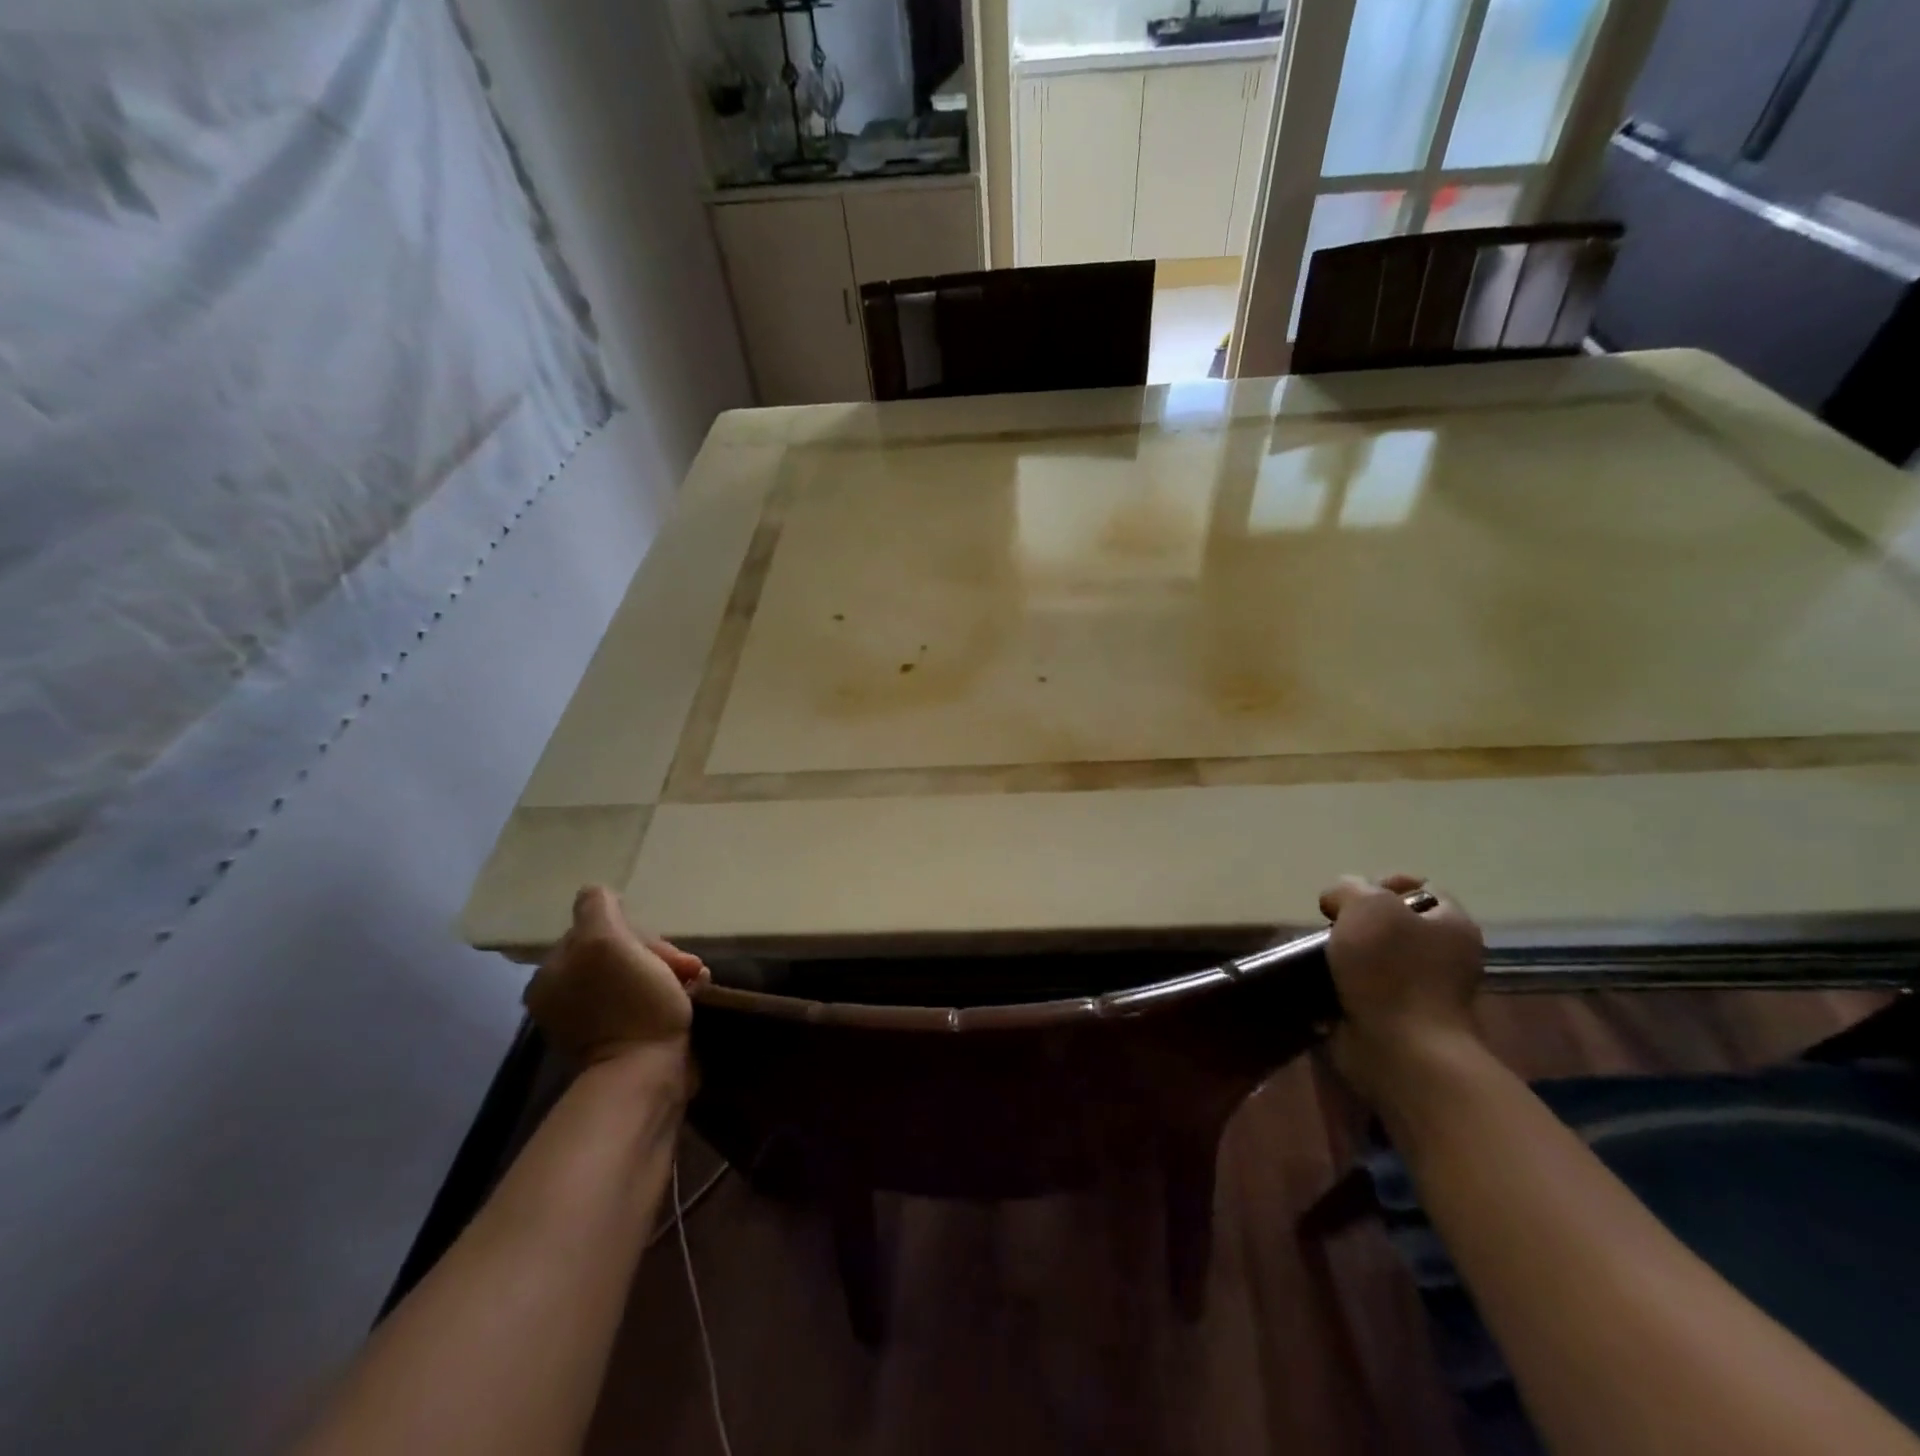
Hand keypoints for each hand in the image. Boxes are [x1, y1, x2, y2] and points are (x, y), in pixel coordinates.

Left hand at [522, 887, 708, 1069]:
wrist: (648, 1075)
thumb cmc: (630, 1004)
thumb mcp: (607, 942)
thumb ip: (597, 909)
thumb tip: (596, 892)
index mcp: (552, 976)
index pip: (595, 930)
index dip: (631, 931)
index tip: (657, 947)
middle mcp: (565, 997)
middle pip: (618, 952)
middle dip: (656, 952)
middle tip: (683, 965)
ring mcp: (594, 1021)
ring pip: (638, 973)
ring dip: (670, 970)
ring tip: (696, 978)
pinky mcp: (623, 1039)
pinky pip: (648, 1000)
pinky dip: (671, 992)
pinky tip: (694, 992)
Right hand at [1320, 874, 1485, 1108]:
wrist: (1401, 1050)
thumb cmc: (1391, 971)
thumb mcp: (1365, 905)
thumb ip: (1348, 888)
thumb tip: (1336, 900)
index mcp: (1452, 923)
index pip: (1418, 887)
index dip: (1380, 885)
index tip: (1350, 900)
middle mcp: (1445, 954)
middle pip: (1393, 922)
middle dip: (1357, 922)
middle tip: (1333, 928)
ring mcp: (1423, 989)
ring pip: (1375, 956)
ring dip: (1346, 954)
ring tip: (1321, 956)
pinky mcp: (1398, 1017)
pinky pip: (1365, 987)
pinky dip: (1343, 984)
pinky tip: (1324, 983)